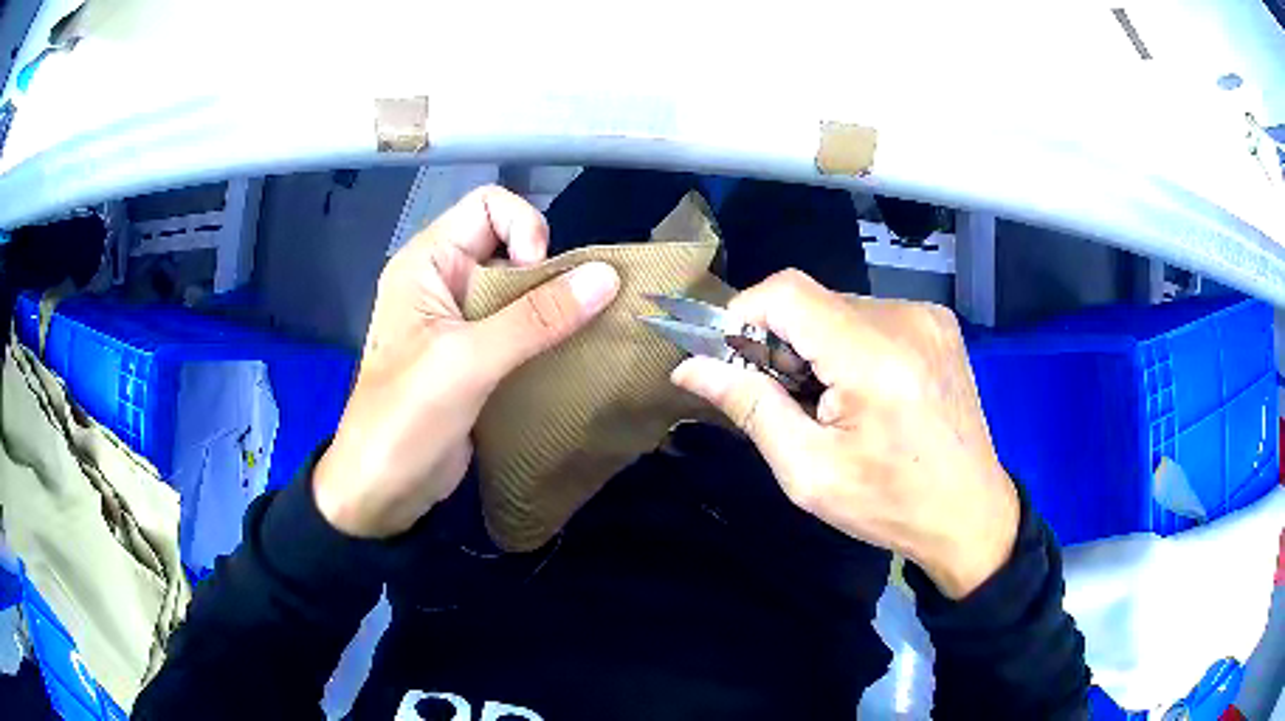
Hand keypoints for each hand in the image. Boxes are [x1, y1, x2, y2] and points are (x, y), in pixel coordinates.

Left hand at [313, 186, 619, 537]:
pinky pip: (521, 326)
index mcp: (427, 262)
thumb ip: (537, 318)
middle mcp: (444, 280)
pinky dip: (548, 335)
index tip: (539, 278)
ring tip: (578, 336)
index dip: (524, 229)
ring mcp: (461, 320)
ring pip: (521, 288)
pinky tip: (568, 356)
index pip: (489, 206)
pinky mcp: (477, 355)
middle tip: (565, 317)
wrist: (383, 490)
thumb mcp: (468, 362)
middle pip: (511, 244)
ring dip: (554, 306)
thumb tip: (607, 276)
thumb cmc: (407, 418)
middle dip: (548, 272)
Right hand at [672, 270, 1017, 598]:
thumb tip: (689, 367)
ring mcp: (927, 316)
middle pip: (811, 300)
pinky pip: (870, 316)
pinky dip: (848, 344)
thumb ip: (749, 408)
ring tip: (828, 403)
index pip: (786, 292)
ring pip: (839, 307)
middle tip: (783, 400)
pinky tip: (862, 391)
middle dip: (780, 341)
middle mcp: (904, 319)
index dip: (744, 315)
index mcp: (873, 356)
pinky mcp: (938, 323)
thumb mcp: (809, 472)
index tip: (733, 361)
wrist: (970, 514)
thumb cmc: (889, 504)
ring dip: (815, 345)